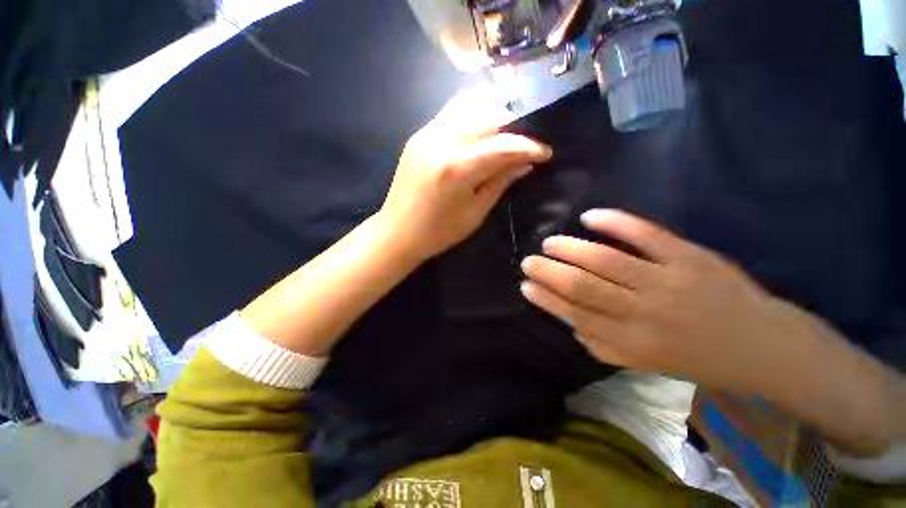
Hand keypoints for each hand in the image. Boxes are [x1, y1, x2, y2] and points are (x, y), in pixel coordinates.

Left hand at [378, 90, 551, 260]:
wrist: (397, 232)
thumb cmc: (438, 232)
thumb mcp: (475, 213)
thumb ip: (500, 182)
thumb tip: (525, 162)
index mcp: (458, 167)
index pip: (504, 144)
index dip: (529, 146)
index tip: (545, 153)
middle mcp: (442, 140)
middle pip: (489, 116)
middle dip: (513, 127)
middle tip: (523, 146)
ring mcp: (427, 133)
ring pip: (470, 106)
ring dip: (492, 118)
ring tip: (502, 138)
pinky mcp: (418, 135)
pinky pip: (452, 114)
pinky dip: (471, 118)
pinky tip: (478, 136)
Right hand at [520, 209, 813, 391]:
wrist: (762, 347)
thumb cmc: (697, 358)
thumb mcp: (646, 365)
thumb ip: (603, 347)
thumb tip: (570, 324)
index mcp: (631, 342)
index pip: (574, 315)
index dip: (546, 299)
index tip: (526, 286)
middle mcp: (643, 313)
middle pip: (583, 287)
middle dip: (549, 273)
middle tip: (528, 261)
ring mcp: (668, 282)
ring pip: (606, 260)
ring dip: (571, 249)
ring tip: (549, 243)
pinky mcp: (690, 258)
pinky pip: (647, 235)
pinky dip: (617, 222)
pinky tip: (589, 216)